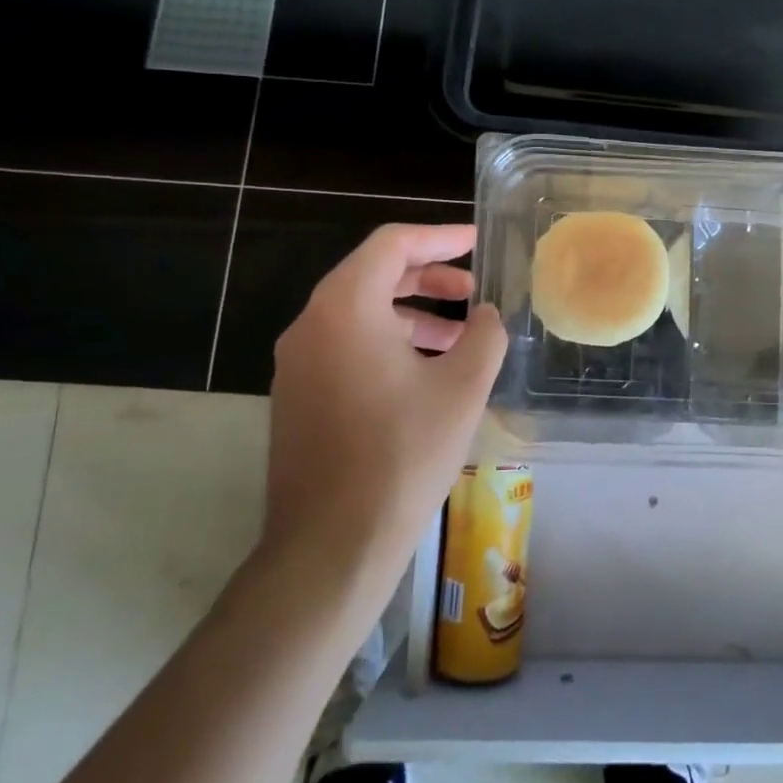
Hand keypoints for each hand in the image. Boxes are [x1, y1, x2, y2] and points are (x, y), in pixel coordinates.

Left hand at [265, 223, 507, 577]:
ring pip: (359, 314)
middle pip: (372, 275)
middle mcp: (311, 325)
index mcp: (345, 308)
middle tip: (471, 289)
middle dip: (427, 276)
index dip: (439, 237)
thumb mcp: (463, 387)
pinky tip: (425, 373)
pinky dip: (388, 342)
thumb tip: (486, 316)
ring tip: (459, 337)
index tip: (475, 242)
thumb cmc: (403, 454)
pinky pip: (346, 346)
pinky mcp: (297, 397)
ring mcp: (297, 364)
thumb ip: (484, 335)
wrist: (331, 546)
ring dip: (411, 313)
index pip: (391, 244)